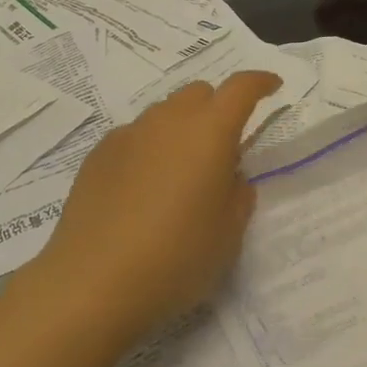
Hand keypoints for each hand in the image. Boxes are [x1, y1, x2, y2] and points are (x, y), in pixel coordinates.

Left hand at [35, 71, 281, 332]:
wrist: (93, 284)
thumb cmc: (176, 258)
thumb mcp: (229, 233)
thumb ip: (238, 194)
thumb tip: (229, 176)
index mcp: (209, 133)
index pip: (240, 88)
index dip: (260, 82)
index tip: (273, 86)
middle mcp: (168, 121)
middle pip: (199, 93)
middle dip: (217, 109)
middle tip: (222, 150)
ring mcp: (128, 135)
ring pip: (164, 114)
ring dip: (181, 129)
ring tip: (180, 175)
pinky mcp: (97, 155)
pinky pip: (135, 137)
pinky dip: (150, 149)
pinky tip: (143, 190)